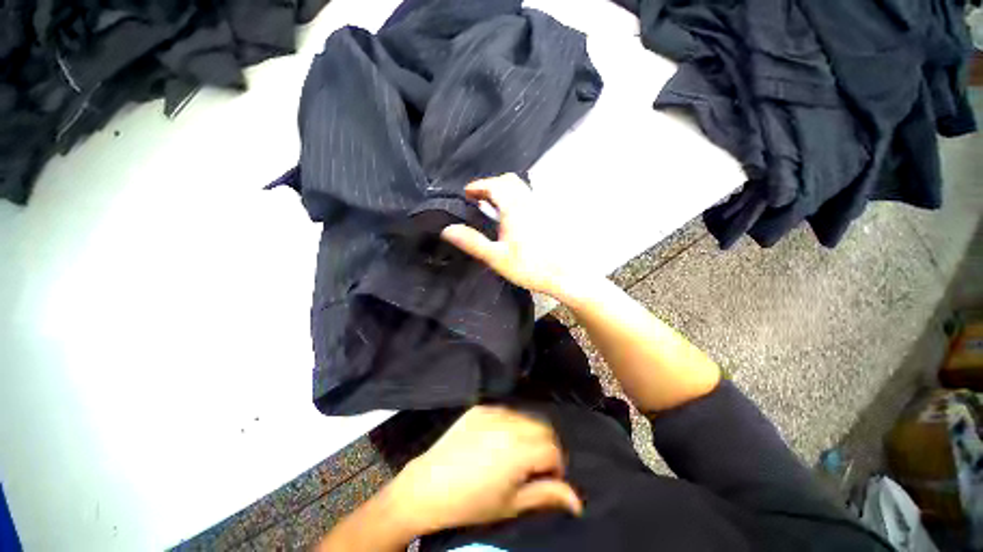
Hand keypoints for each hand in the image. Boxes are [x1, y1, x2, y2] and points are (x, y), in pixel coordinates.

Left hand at [385, 406, 582, 534]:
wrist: (429, 485)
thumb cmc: (472, 502)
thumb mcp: (512, 504)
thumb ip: (547, 495)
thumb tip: (577, 500)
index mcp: (519, 448)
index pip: (553, 449)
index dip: (555, 467)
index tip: (545, 480)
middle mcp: (509, 422)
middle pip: (543, 427)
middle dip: (546, 447)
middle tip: (533, 467)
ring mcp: (493, 410)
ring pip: (526, 416)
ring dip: (529, 433)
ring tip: (516, 454)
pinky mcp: (480, 407)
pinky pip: (506, 411)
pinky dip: (511, 424)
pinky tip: (499, 441)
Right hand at [441, 174, 583, 300]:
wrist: (563, 275)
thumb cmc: (529, 266)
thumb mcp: (496, 257)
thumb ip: (472, 242)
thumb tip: (447, 230)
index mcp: (514, 208)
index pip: (494, 185)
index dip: (478, 185)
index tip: (467, 193)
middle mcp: (528, 202)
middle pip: (509, 181)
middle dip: (491, 185)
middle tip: (479, 198)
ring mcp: (540, 208)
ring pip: (521, 188)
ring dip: (504, 191)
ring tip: (493, 207)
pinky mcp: (548, 216)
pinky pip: (528, 198)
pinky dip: (515, 199)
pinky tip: (512, 218)